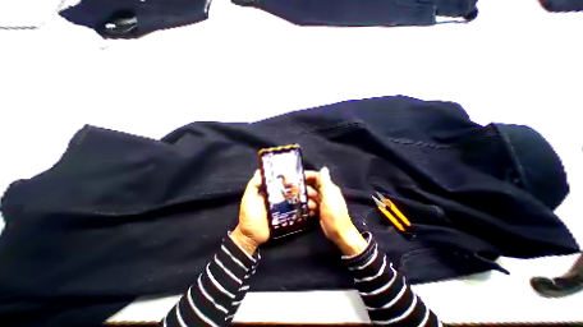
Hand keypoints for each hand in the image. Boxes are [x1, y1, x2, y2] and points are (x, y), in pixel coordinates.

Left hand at [233, 169, 317, 253]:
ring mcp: (283, 207)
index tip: (302, 177)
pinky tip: (311, 208)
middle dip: (303, 189)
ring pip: (297, 200)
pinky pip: (296, 211)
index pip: (283, 182)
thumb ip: (253, 185)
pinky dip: (304, 209)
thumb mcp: (249, 198)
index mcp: (270, 191)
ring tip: (314, 200)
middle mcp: (278, 197)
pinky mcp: (286, 217)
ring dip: (306, 199)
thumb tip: (259, 171)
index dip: (292, 179)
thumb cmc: (249, 216)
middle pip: (293, 191)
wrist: (252, 236)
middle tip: (312, 190)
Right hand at [306, 167, 362, 256]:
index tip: (297, 177)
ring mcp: (322, 202)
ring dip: (305, 200)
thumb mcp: (329, 196)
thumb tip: (324, 168)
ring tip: (300, 204)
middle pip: (312, 186)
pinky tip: (306, 211)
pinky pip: (311, 205)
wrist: (338, 233)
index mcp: (329, 188)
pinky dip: (307, 207)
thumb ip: (325, 182)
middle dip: (304, 189)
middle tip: (293, 191)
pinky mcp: (319, 210)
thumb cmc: (333, 214)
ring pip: (310, 197)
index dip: (308, 175)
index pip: (317, 177)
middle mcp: (326, 193)